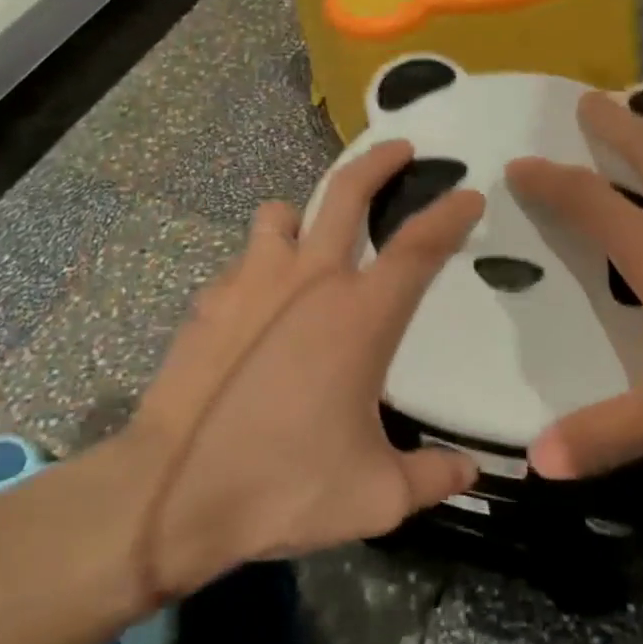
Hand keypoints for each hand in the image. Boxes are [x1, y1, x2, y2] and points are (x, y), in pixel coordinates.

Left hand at [125, 141, 484, 597]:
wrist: (172, 492)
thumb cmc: (284, 485)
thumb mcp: (373, 495)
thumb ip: (431, 476)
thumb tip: (470, 470)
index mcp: (360, 316)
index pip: (418, 248)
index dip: (449, 215)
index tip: (468, 193)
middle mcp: (309, 280)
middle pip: (348, 193)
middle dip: (379, 161)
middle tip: (400, 148)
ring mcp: (252, 281)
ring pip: (282, 214)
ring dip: (303, 216)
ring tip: (309, 241)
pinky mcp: (211, 298)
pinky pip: (244, 261)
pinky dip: (260, 268)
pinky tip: (258, 308)